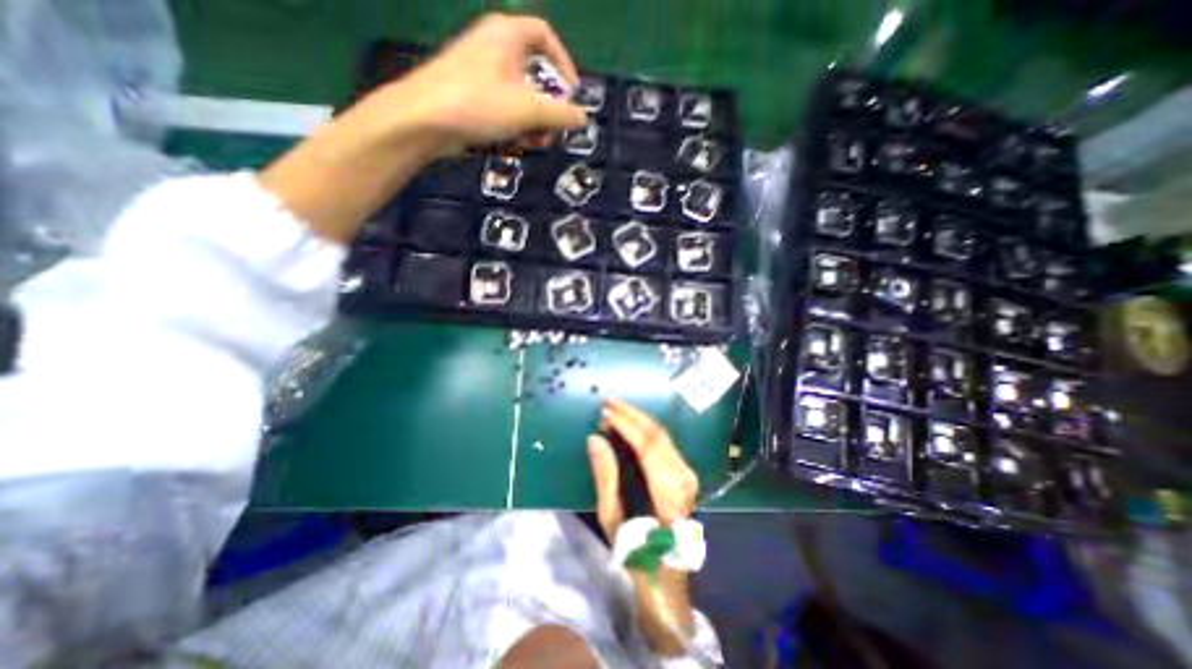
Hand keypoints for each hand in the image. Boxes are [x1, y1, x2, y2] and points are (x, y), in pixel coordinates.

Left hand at [362, 13, 585, 157]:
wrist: (423, 120)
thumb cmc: (479, 104)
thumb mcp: (528, 110)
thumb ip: (560, 115)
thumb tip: (583, 118)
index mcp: (506, 34)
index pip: (545, 36)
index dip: (564, 64)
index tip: (572, 93)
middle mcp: (493, 47)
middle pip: (533, 72)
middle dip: (548, 105)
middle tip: (554, 129)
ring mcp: (479, 72)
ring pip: (518, 95)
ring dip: (532, 121)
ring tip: (535, 142)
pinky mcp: (469, 95)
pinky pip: (501, 106)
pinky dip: (513, 124)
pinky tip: (515, 143)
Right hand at [585, 399, 700, 540]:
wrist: (667, 570)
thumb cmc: (636, 549)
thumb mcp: (613, 517)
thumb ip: (605, 475)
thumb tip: (595, 438)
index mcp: (668, 492)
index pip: (646, 445)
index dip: (625, 424)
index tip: (604, 411)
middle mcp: (683, 477)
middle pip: (656, 433)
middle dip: (630, 413)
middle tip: (607, 401)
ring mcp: (687, 473)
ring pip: (661, 433)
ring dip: (636, 418)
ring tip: (613, 409)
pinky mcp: (684, 471)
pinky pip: (663, 441)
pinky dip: (644, 428)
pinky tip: (628, 423)